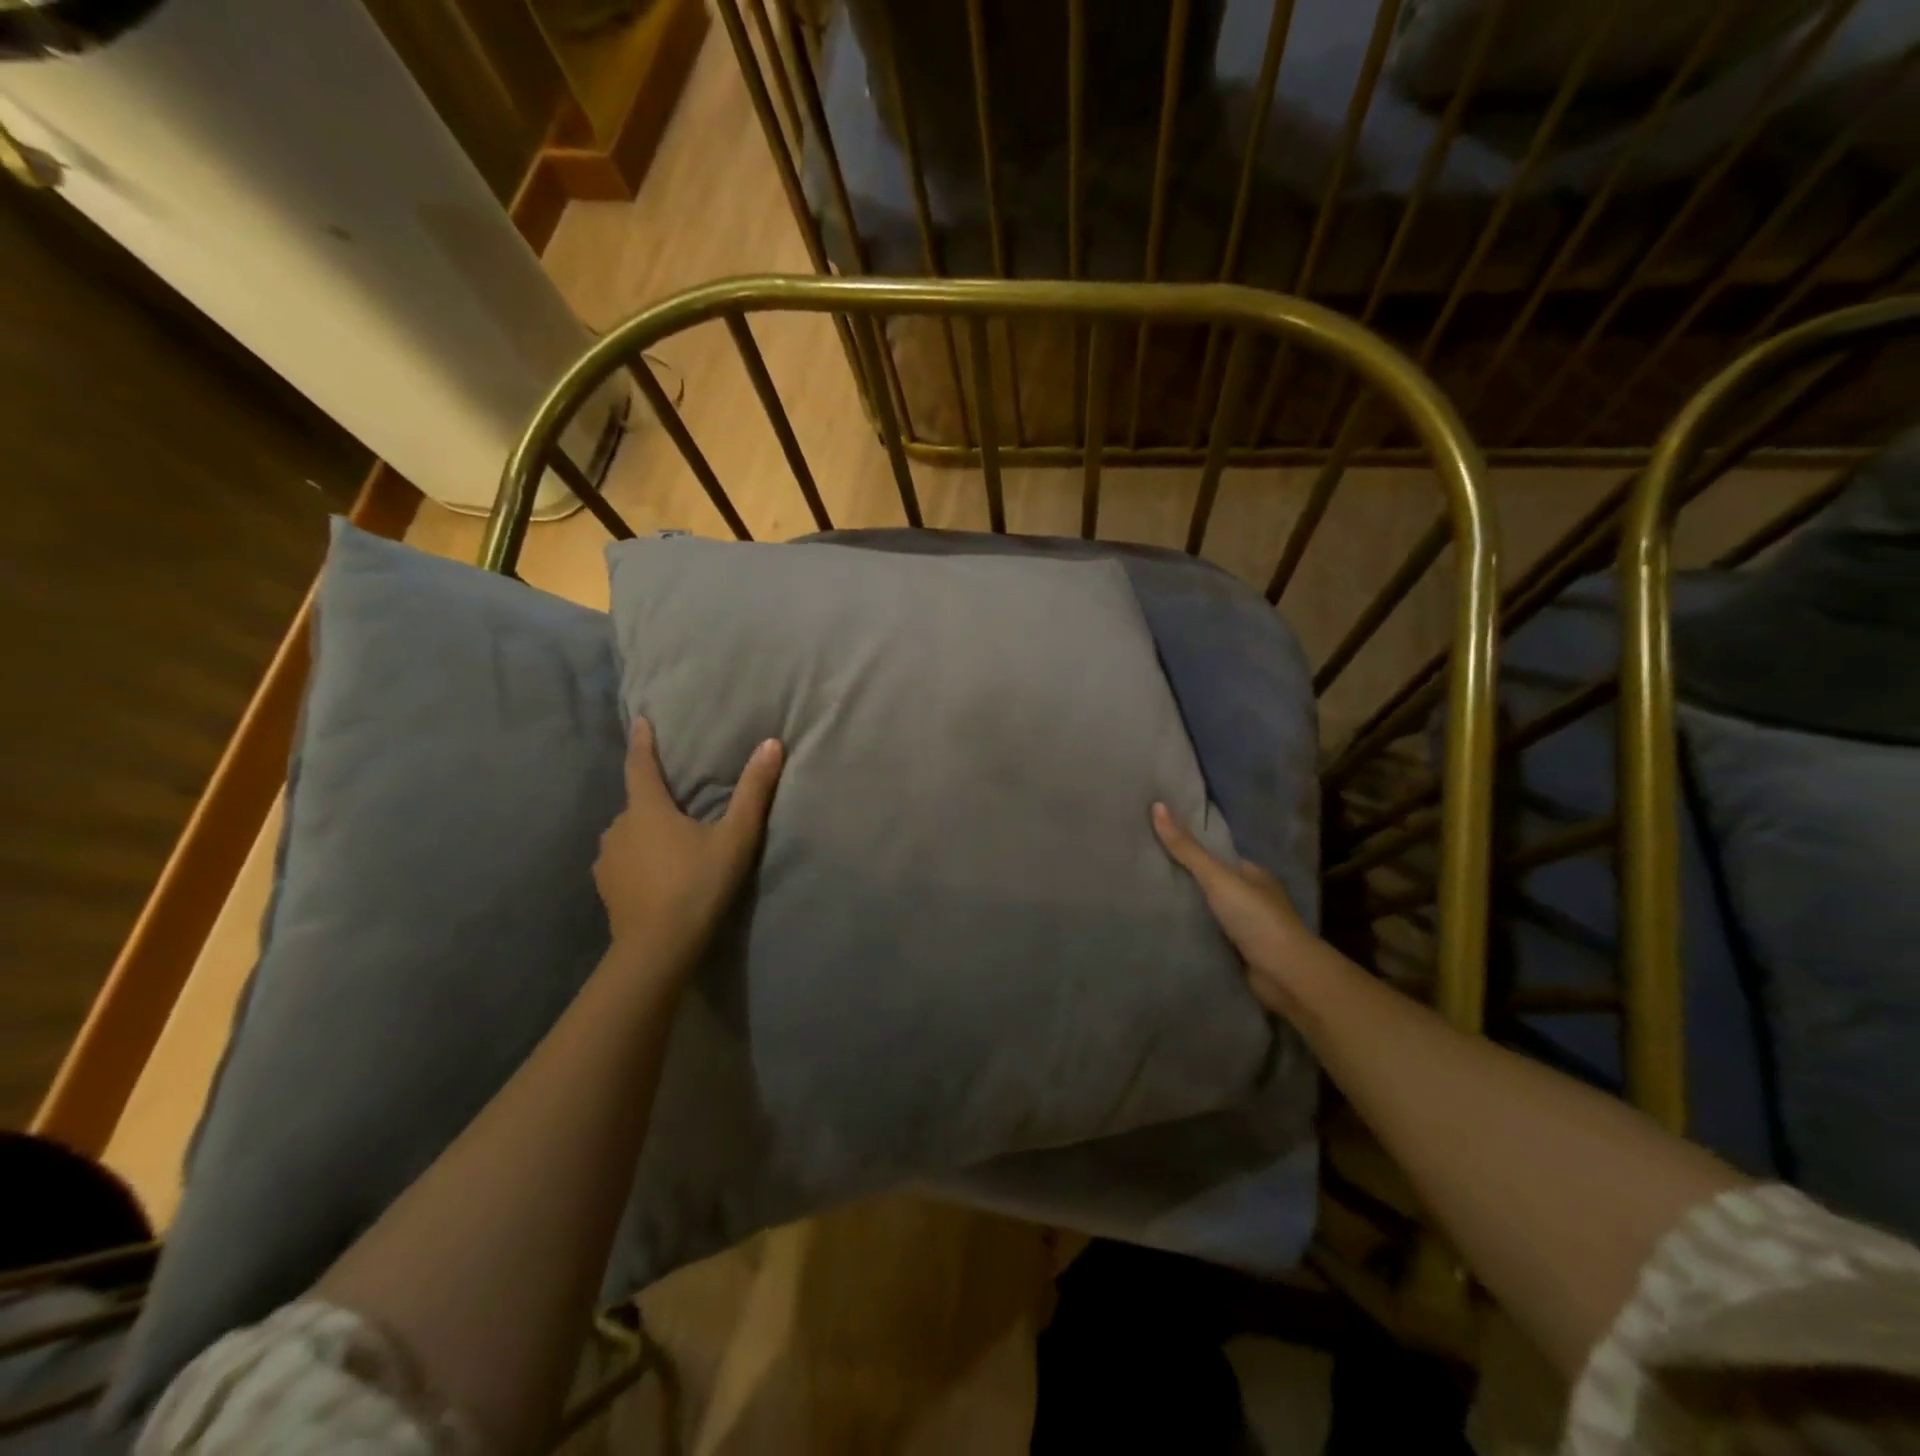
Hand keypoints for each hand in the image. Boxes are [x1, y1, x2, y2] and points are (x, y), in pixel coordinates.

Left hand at [596, 718, 783, 966]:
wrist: (657, 948)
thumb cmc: (698, 885)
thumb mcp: (735, 837)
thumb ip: (753, 791)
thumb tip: (772, 744)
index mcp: (647, 809)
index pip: (640, 765)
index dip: (642, 742)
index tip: (641, 720)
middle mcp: (618, 827)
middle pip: (637, 803)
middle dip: (655, 799)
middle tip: (679, 803)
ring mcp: (607, 859)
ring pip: (628, 833)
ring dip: (645, 831)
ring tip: (670, 843)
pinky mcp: (605, 887)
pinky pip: (621, 860)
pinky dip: (637, 858)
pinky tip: (654, 873)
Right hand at [1152, 802, 1319, 1017]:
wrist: (1285, 973)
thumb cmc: (1255, 917)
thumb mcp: (1217, 877)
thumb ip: (1187, 848)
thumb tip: (1157, 806)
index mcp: (1255, 874)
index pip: (1219, 857)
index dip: (1193, 851)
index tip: (1160, 846)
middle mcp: (1255, 898)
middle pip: (1215, 884)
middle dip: (1189, 882)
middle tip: (1149, 874)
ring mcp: (1250, 928)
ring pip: (1213, 912)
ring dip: (1191, 910)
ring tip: (1151, 901)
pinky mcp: (1242, 953)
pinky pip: (1212, 937)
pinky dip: (1195, 934)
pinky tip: (1170, 930)